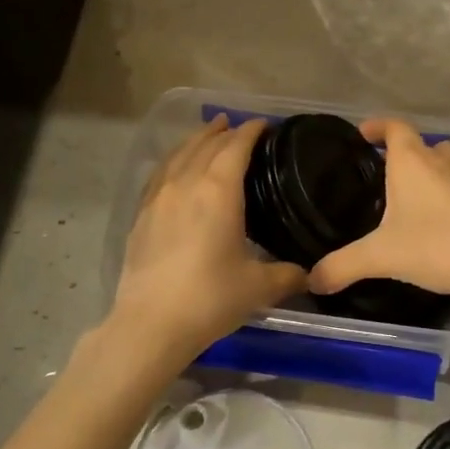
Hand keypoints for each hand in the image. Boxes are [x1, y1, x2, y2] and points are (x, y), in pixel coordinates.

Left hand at [107, 117, 307, 364]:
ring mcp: (158, 197)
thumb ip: (288, 275)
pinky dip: (173, 161)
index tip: (264, 125)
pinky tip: (175, 169)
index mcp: (218, 190)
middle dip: (224, 132)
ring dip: (196, 140)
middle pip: (205, 144)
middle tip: (238, 127)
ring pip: (178, 155)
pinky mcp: (141, 216)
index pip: (236, 146)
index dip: (251, 131)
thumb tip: (309, 274)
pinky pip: (159, 174)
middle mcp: (186, 183)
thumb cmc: (211, 298)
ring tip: (208, 134)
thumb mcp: (260, 287)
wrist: (151, 323)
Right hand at [308, 119, 449, 298]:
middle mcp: (440, 162)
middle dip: (400, 152)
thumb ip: (342, 266)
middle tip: (379, 172)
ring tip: (405, 194)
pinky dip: (443, 193)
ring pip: (443, 163)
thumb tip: (311, 280)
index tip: (361, 135)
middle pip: (420, 143)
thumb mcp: (381, 256)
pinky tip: (432, 220)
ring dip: (426, 170)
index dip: (376, 126)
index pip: (394, 126)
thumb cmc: (435, 245)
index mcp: (411, 161)